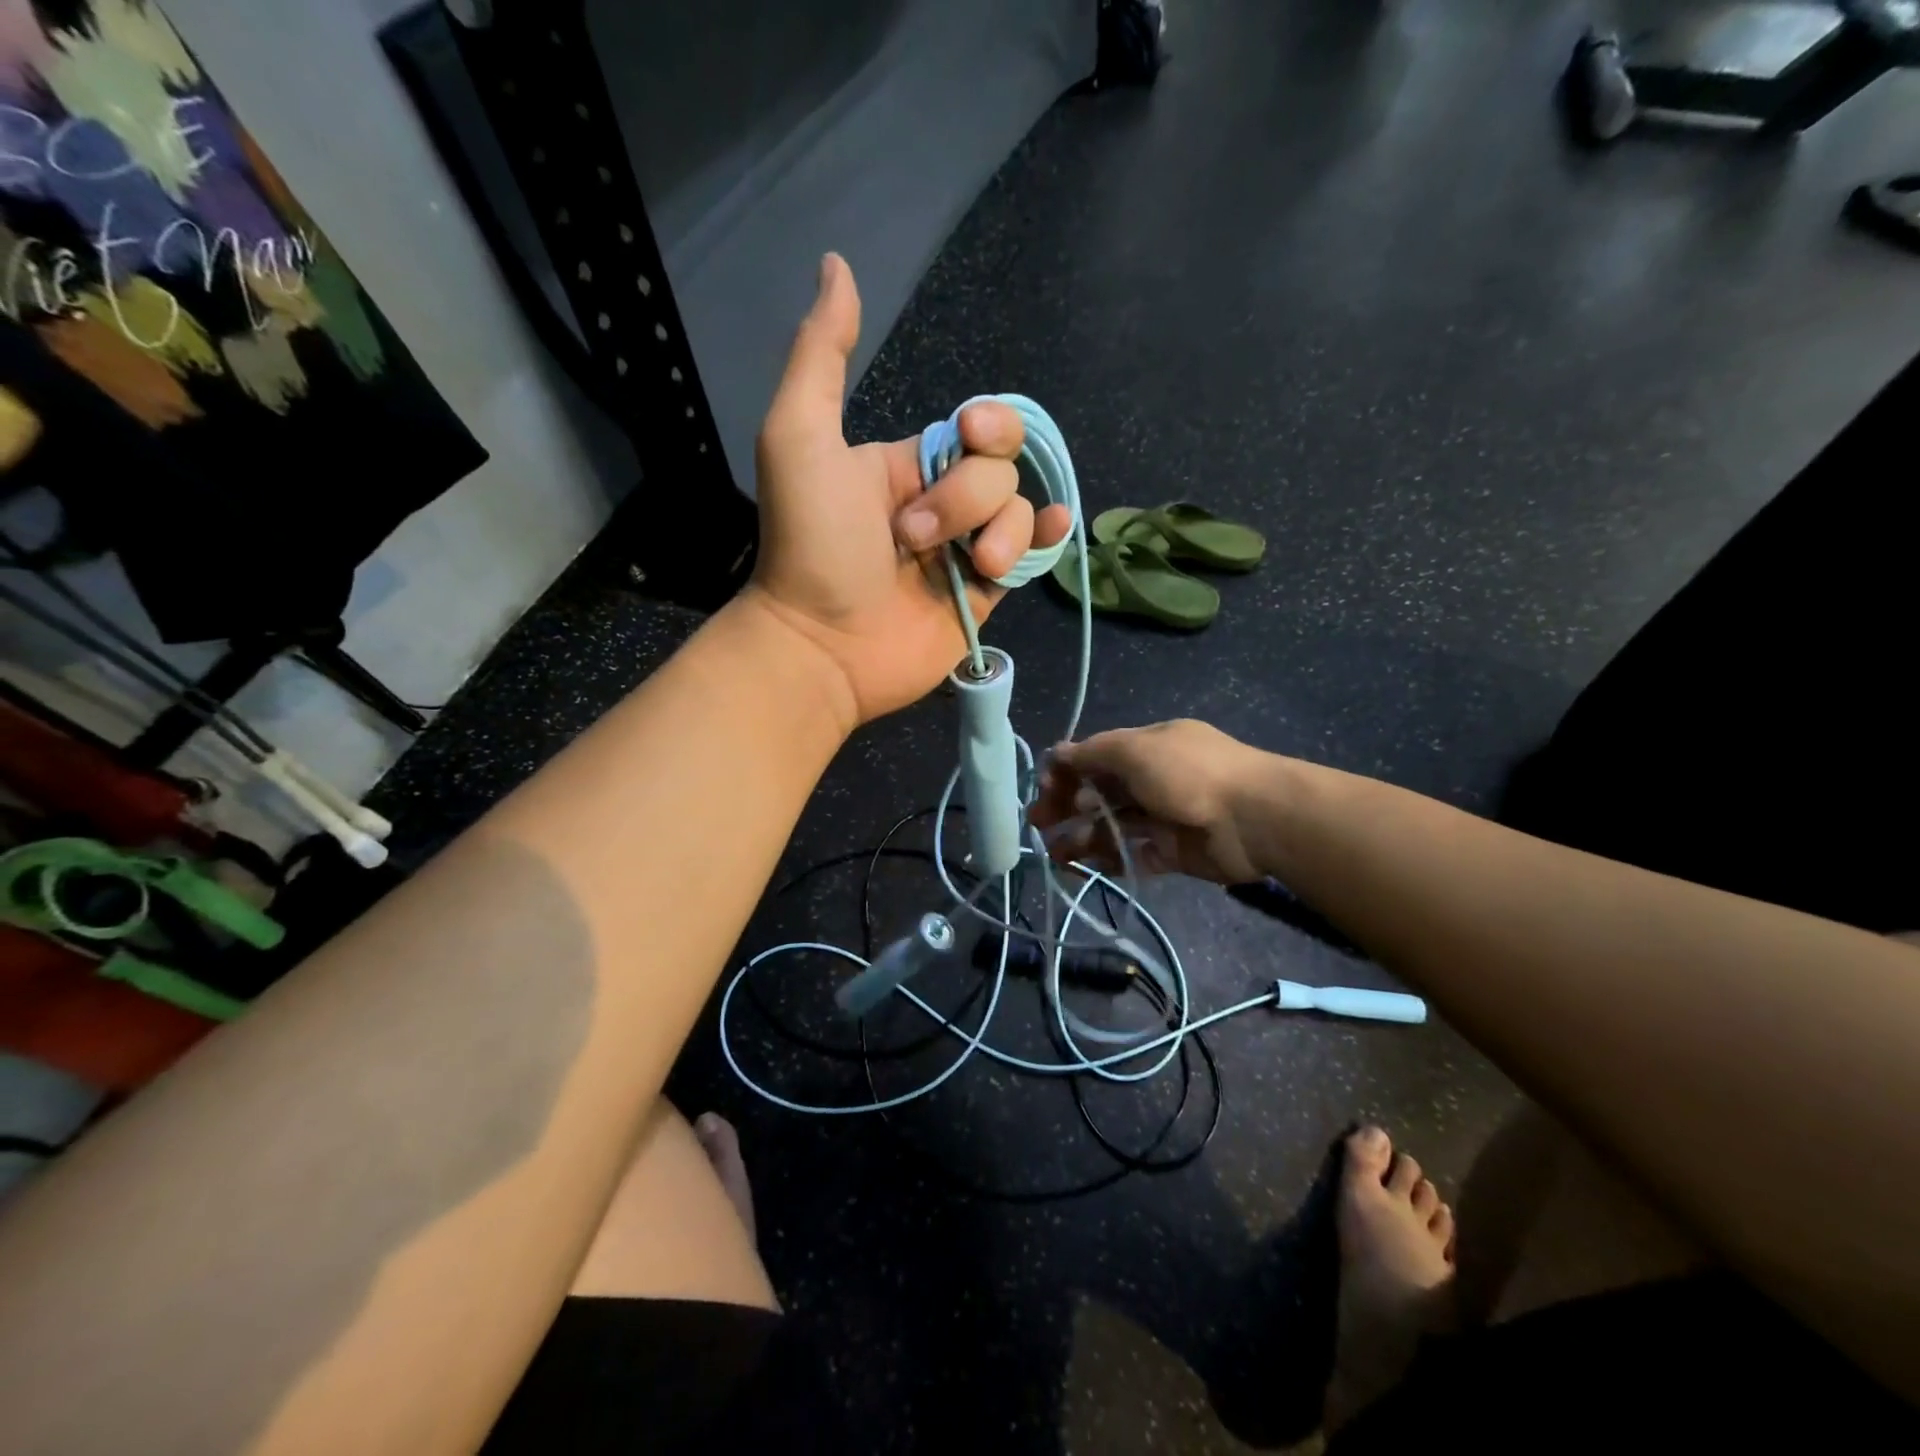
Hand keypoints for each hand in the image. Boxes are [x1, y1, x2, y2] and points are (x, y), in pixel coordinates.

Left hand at [742, 254, 1072, 727]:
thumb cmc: (811, 543)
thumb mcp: (800, 437)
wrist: (822, 644)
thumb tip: (838, 264)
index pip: (973, 429)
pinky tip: (1052, 530)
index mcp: (905, 464)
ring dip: (997, 534)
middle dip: (967, 498)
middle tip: (915, 538)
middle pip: (1000, 469)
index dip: (986, 425)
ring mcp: (963, 553)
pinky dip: (1045, 540)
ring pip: (1018, 512)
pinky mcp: (981, 597)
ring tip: (960, 569)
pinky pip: (1029, 557)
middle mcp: (940, 503)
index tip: (967, 435)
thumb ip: (821, 355)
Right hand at [1032, 720, 1272, 883]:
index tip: (1045, 789)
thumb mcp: (1135, 750)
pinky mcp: (1173, 852)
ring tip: (1056, 853)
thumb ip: (1093, 753)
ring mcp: (1164, 816)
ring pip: (1113, 826)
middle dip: (1067, 806)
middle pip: (1101, 792)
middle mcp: (1154, 778)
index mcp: (1148, 747)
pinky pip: (1134, 855)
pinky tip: (1085, 866)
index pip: (1097, 756)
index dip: (1068, 770)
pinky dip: (1109, 859)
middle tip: (1038, 824)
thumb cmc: (1189, 774)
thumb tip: (1057, 753)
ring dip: (1082, 836)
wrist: (1256, 819)